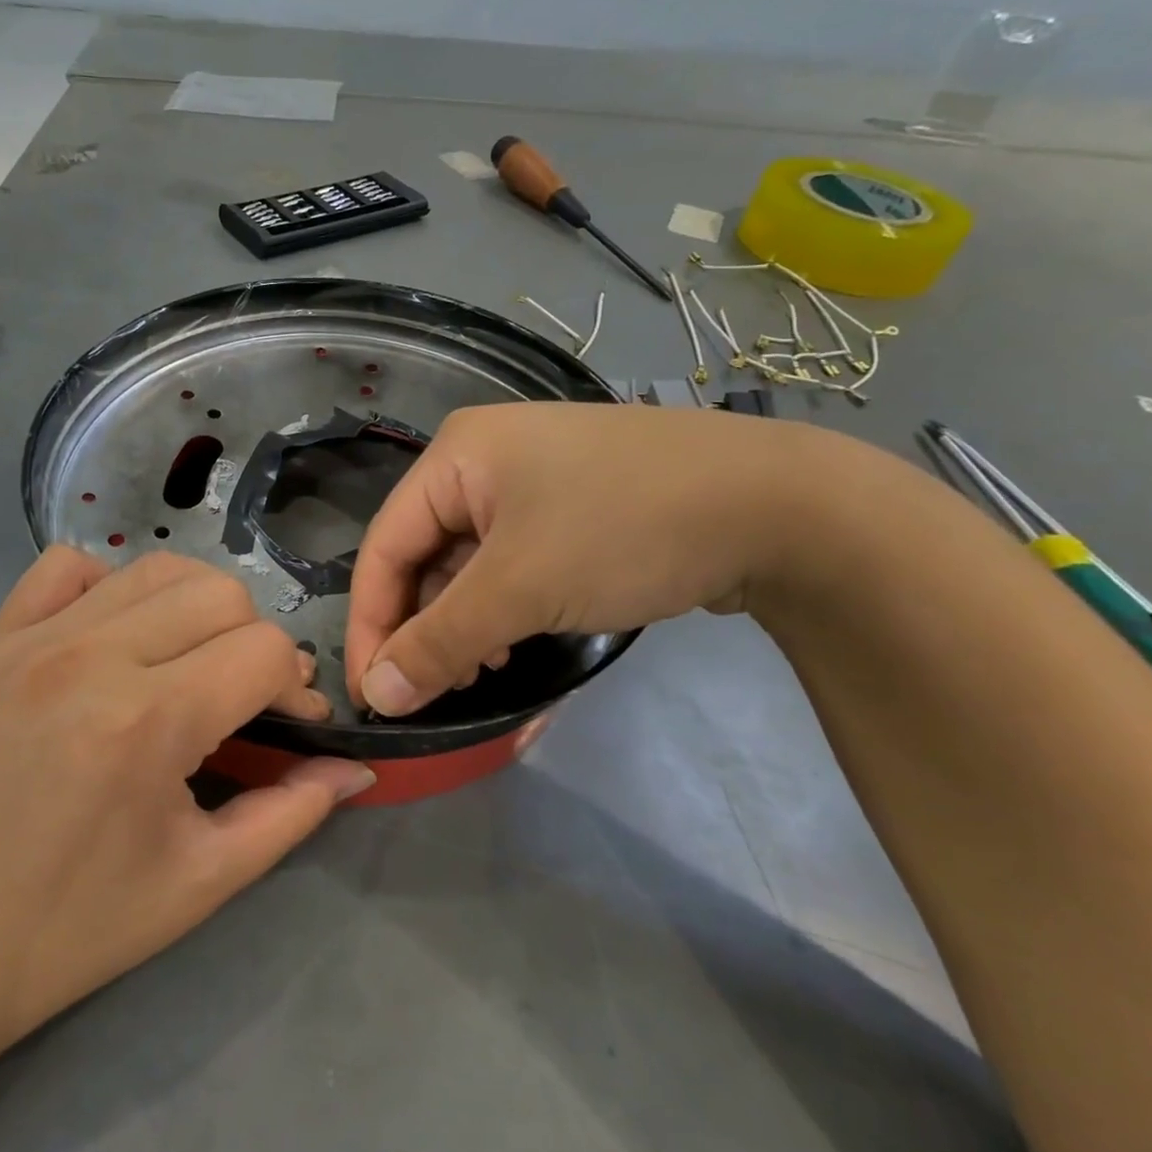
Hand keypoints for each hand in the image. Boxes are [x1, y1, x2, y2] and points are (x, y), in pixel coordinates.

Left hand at [0, 547, 373, 1065]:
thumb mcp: (199, 884)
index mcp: (148, 723)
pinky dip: (109, 584)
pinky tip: (114, 635)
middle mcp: (95, 657)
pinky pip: (67, 566)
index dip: (295, 688)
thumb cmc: (68, 929)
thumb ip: (291, 813)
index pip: (265, 651)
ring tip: (188, 663)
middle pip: (221, 593)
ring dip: (196, 608)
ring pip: (157, 568)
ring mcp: (37, 637)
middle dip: (254, 640)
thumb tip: (354, 767)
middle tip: (241, 698)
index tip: (291, 726)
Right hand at [344, 402, 810, 715]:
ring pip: (466, 563)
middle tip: (428, 692)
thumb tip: (378, 696)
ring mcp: (530, 480)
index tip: (371, 694)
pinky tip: (512, 643)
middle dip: (421, 626)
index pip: (384, 546)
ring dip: (461, 622)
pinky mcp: (570, 505)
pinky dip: (500, 606)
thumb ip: (440, 643)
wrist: (780, 505)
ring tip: (476, 673)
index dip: (370, 622)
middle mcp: (483, 458)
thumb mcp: (520, 588)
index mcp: (455, 455)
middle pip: (423, 554)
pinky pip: (509, 562)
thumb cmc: (625, 530)